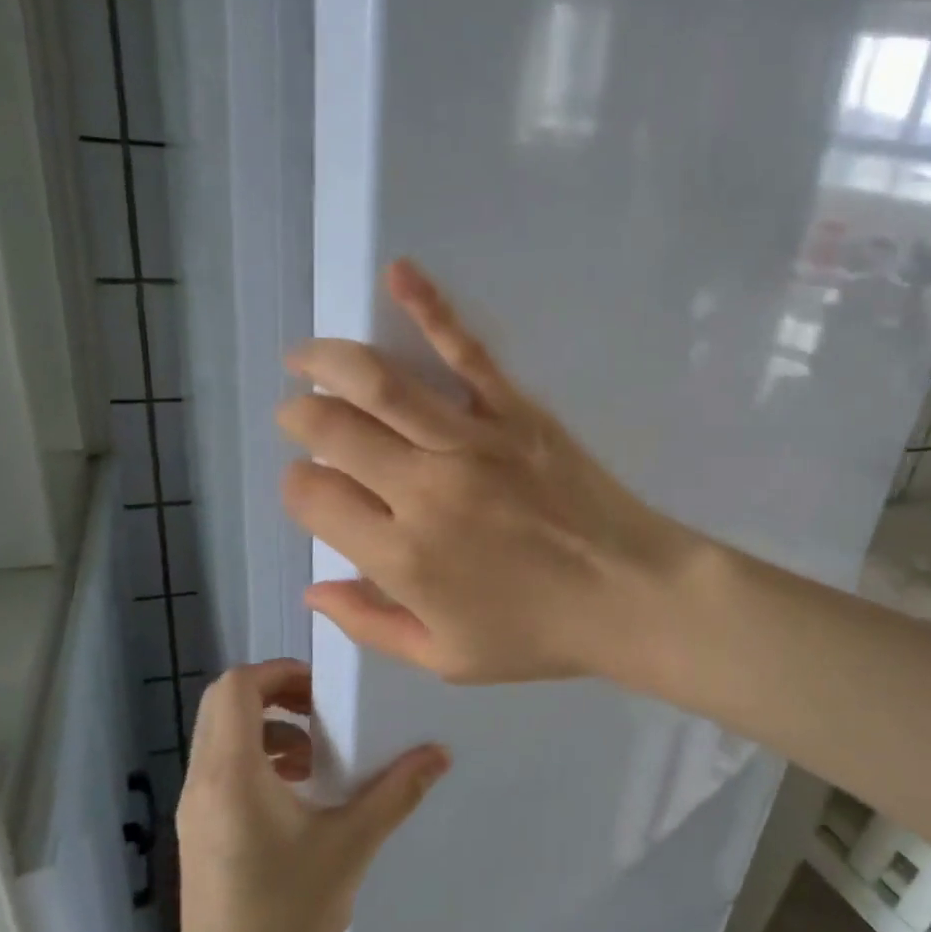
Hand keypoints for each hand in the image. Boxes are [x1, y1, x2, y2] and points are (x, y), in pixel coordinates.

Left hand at [169, 660, 448, 931]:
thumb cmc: (286, 917)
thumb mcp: (351, 845)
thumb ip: (396, 791)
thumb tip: (439, 752)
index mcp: (232, 773)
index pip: (236, 686)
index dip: (279, 672)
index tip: (324, 690)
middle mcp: (203, 782)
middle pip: (226, 705)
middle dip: (277, 695)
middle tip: (325, 712)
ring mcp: (196, 811)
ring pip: (224, 738)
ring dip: (271, 729)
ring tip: (319, 756)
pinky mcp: (201, 836)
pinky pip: (225, 771)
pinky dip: (261, 761)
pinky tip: (302, 796)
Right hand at [276, 260, 699, 685]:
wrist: (632, 595)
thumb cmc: (541, 634)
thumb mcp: (447, 658)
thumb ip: (371, 624)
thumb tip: (312, 587)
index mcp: (401, 556)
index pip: (312, 497)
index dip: (298, 488)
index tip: (312, 487)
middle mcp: (423, 489)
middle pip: (331, 431)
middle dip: (299, 417)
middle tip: (298, 414)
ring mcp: (471, 442)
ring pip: (379, 383)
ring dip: (328, 361)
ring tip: (305, 356)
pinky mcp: (515, 411)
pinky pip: (466, 352)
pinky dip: (429, 307)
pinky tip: (399, 273)